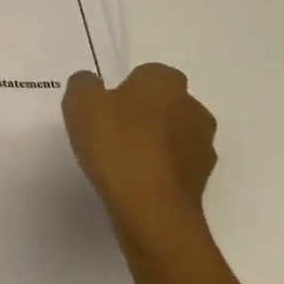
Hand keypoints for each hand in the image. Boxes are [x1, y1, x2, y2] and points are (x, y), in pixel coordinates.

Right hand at [63, 64, 217, 249]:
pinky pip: (175, 166)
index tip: (105, 108)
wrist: (151, 209)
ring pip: (173, 136)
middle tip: (111, 132)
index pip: (146, 74)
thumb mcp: (80, 103)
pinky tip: (135, 183)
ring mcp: (203, 147)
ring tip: (122, 162)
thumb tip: (91, 84)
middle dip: (143, 114)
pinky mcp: (203, 182)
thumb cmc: (117, 144)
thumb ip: (83, 85)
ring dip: (154, 144)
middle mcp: (193, 108)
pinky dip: (160, 170)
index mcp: (166, 81)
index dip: (124, 89)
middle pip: (164, 104)